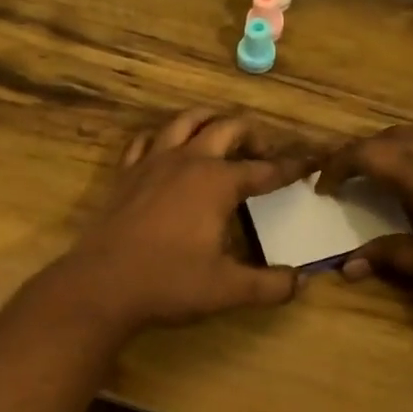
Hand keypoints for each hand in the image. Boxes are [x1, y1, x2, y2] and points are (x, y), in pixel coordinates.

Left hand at [55, 109, 315, 332]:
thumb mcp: (228, 290)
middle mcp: (188, 161)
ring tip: (221, 135)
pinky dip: (165, 137)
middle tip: (265, 154)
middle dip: (253, 135)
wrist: (101, 286)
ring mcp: (153, 162)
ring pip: (186, 121)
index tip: (310, 161)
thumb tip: (302, 282)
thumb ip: (270, 285)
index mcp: (218, 182)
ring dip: (210, 121)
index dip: (291, 167)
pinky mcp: (126, 174)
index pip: (265, 169)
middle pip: (228, 128)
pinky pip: (147, 140)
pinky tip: (169, 150)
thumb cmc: (169, 283)